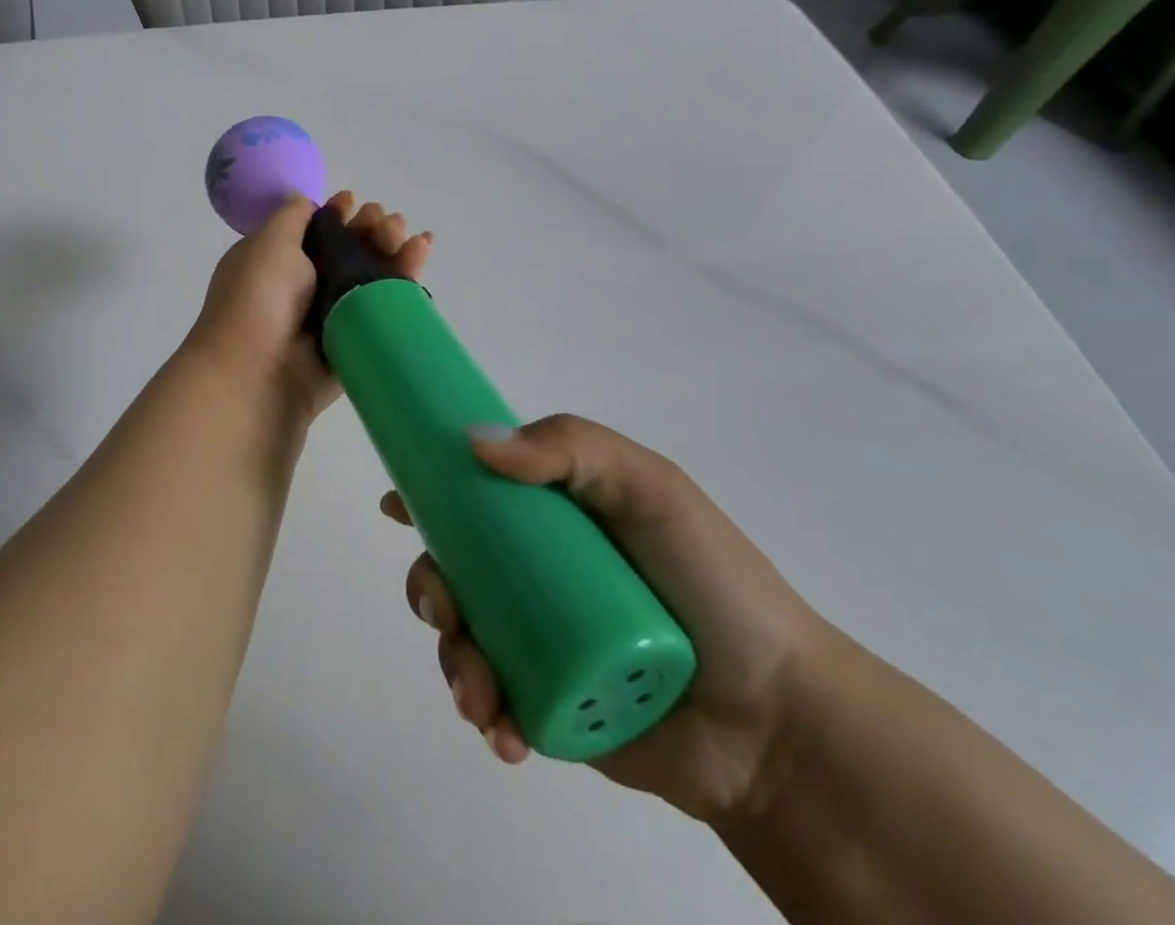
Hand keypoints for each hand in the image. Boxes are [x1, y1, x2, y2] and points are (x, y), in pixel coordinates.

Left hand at [185, 192, 431, 428]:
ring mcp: (331, 315)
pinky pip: (384, 306)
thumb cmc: (258, 296)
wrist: (258, 370)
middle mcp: (303, 287)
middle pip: (348, 250)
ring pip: (370, 276)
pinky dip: (404, 281)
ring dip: (392, 249)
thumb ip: (291, 216)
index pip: (314, 231)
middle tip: (387, 222)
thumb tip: (305, 201)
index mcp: (276, 261)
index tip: (354, 202)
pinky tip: (420, 253)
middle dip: (370, 229)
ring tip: (410, 235)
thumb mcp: (268, 241)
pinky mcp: (356, 340)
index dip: (337, 213)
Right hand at [384, 414, 829, 824]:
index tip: (397, 503)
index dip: (428, 491)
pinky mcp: (547, 705)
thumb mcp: (650, 488)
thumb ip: (570, 447)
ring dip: (451, 658)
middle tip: (444, 611)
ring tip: (480, 692)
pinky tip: (502, 730)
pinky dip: (482, 712)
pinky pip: (491, 700)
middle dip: (429, 587)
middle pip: (453, 565)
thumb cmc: (711, 583)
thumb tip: (472, 444)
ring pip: (461, 635)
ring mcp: (538, 638)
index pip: (475, 492)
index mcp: (553, 516)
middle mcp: (535, 571)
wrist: (777, 722)